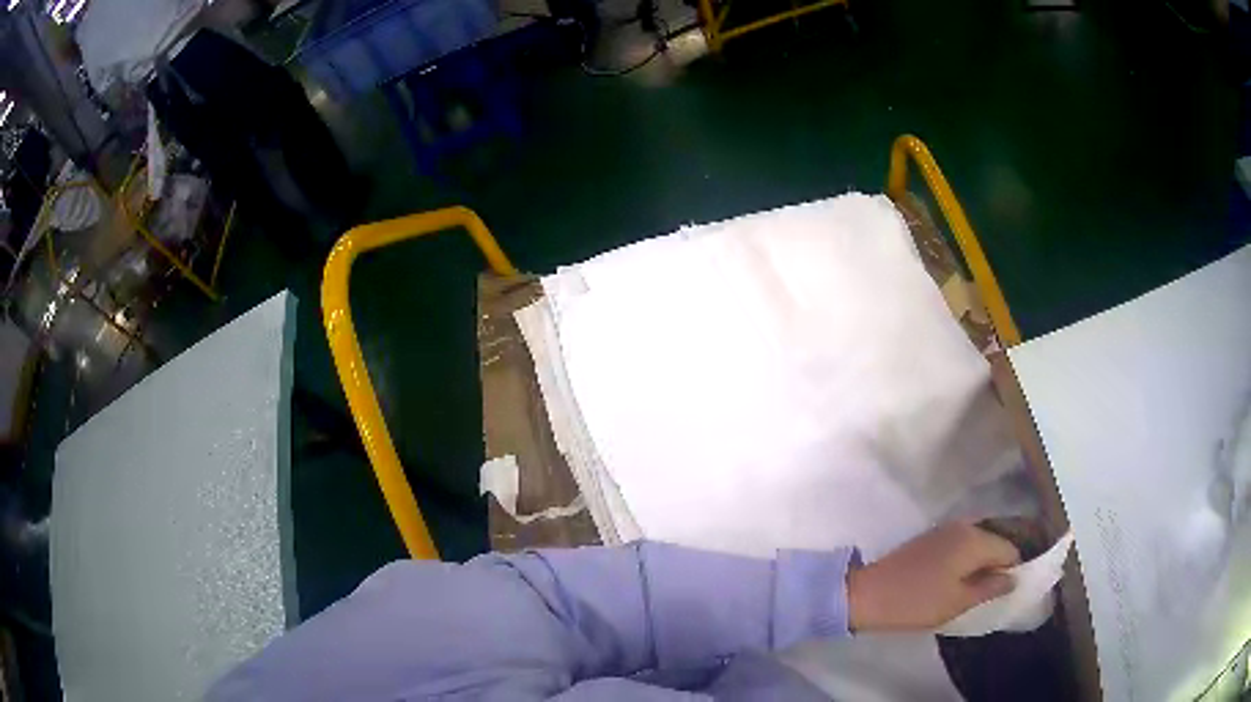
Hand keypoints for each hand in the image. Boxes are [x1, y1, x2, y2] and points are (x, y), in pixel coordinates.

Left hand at [846, 521, 1019, 631]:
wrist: (868, 594)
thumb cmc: (918, 602)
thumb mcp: (959, 601)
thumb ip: (991, 587)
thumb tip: (1014, 578)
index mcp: (975, 539)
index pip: (1010, 549)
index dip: (1013, 570)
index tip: (1007, 591)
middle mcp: (965, 525)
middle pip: (995, 541)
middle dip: (997, 564)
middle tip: (991, 591)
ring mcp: (946, 528)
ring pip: (977, 541)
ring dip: (980, 561)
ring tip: (975, 588)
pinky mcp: (930, 537)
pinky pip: (961, 543)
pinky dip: (965, 558)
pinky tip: (958, 579)